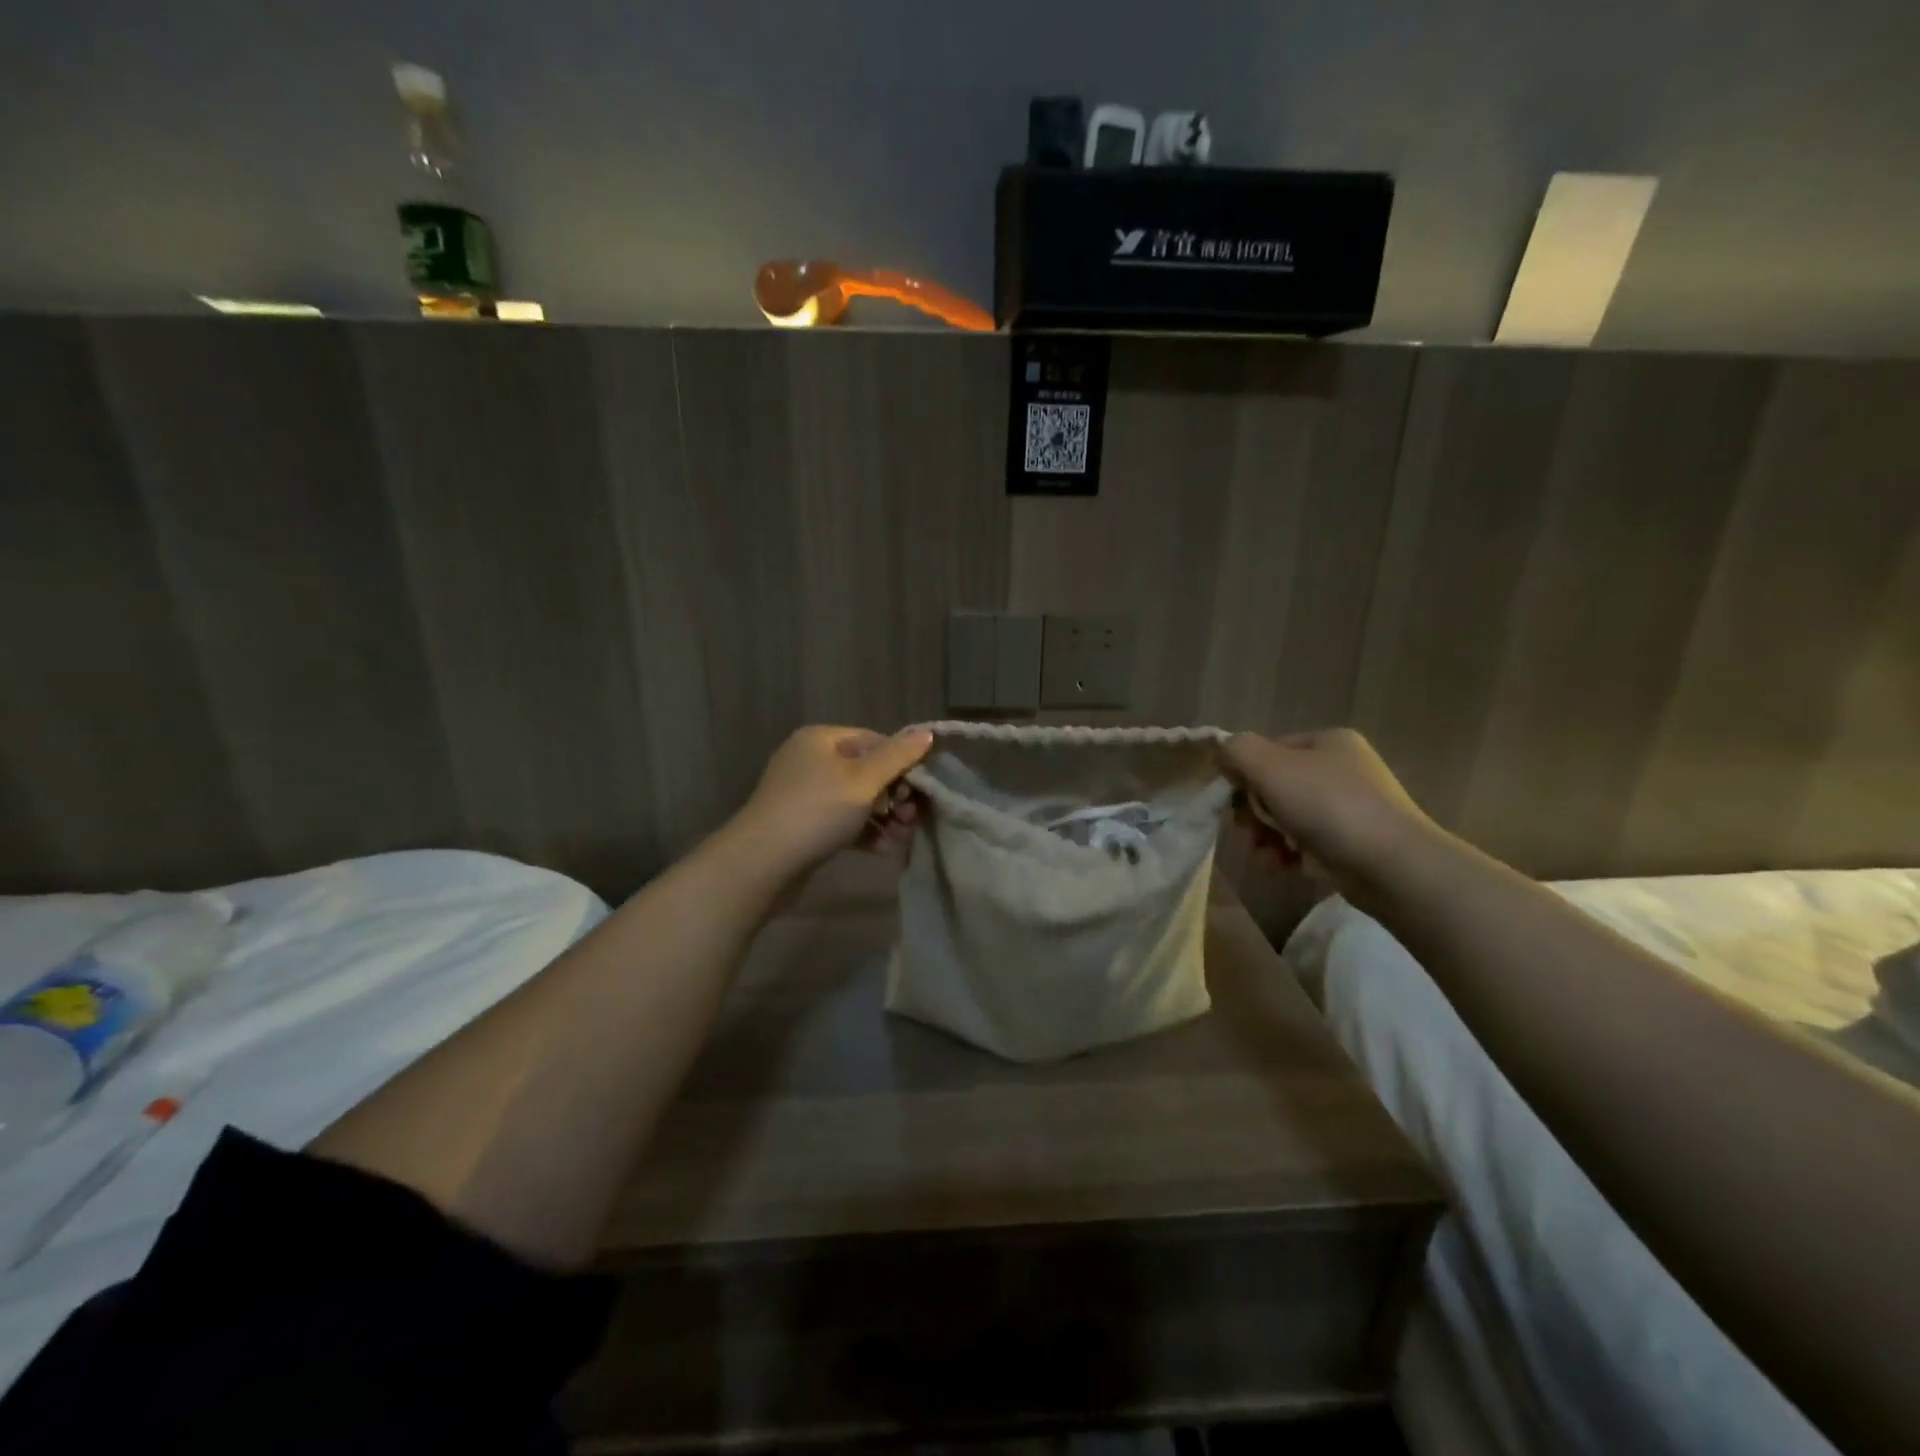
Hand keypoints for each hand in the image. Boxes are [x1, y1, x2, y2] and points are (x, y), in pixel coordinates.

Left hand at [734, 725, 933, 878]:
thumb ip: (898, 757)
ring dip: (884, 818)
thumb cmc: (817, 810)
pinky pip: (843, 821)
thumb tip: (927, 734)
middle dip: (895, 796)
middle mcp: (811, 760)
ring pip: (858, 800)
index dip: (903, 763)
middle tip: (912, 818)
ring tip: (900, 838)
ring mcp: (806, 794)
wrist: (762, 863)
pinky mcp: (804, 825)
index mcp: (822, 739)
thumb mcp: (864, 780)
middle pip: (868, 771)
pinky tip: (883, 850)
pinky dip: (865, 832)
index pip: (875, 740)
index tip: (922, 790)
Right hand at [1220, 729, 1438, 894]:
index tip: (1235, 802)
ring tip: (1264, 855)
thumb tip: (1222, 755)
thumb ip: (1237, 751)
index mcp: (1328, 742)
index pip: (1268, 751)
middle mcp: (1343, 768)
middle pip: (1276, 785)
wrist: (1392, 866)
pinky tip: (1283, 866)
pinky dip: (1289, 853)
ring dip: (1267, 836)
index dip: (1244, 775)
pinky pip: (1307, 841)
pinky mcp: (1355, 842)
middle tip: (1249, 832)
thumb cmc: (1328, 807)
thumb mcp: (1270, 767)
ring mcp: (1352, 807)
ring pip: (1288, 816)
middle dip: (1255, 812)